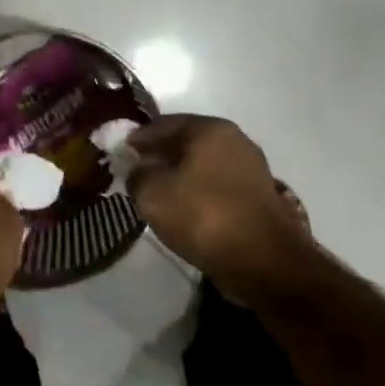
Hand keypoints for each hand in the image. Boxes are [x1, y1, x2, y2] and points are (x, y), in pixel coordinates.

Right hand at [127, 115, 315, 304]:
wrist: (264, 261)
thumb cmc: (203, 216)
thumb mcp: (152, 193)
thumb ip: (137, 174)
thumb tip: (140, 169)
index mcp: (209, 129)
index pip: (162, 124)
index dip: (137, 139)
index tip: (120, 154)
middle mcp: (234, 139)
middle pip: (186, 142)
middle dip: (160, 156)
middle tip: (137, 174)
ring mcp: (251, 167)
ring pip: (203, 164)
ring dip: (180, 175)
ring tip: (159, 195)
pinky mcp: (259, 195)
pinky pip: (218, 185)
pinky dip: (199, 192)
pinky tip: (186, 210)